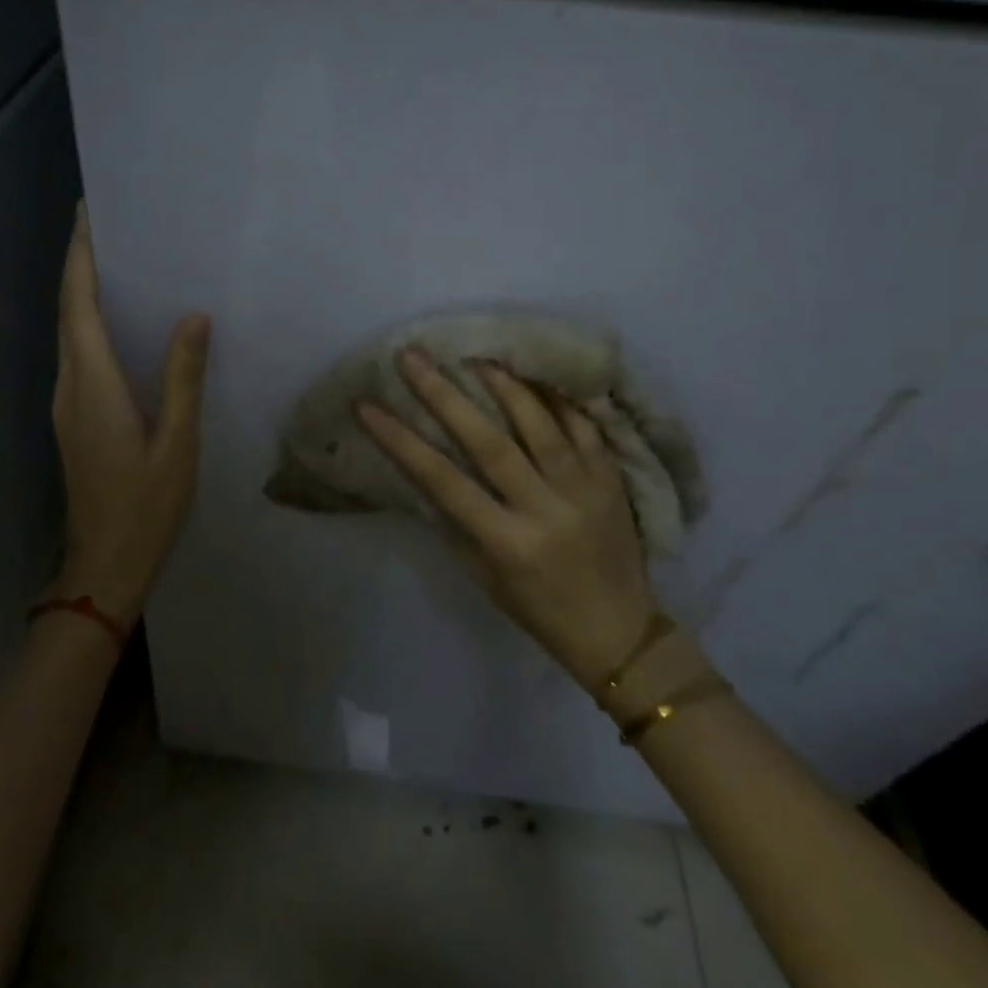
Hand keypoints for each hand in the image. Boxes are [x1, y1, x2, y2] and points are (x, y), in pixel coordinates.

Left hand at [50, 204, 211, 622]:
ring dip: (84, 295)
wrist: (104, 565)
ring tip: (119, 265)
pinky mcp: (73, 420)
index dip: (80, 257)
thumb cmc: (145, 506)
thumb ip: (182, 379)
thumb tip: (193, 318)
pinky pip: (79, 357)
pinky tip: (122, 327)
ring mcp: (67, 405)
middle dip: (81, 265)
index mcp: (94, 385)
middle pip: (68, 313)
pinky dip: (91, 327)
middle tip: (111, 227)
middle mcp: (70, 386)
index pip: (78, 306)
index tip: (88, 214)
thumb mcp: (177, 443)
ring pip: (69, 335)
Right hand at [356, 349, 657, 687]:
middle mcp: (546, 508)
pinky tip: (534, 372)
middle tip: (413, 358)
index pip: (443, 481)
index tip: (367, 407)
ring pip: (542, 424)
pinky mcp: (612, 478)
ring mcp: (584, 489)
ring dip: (504, 384)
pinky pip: (584, 426)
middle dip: (445, 395)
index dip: (401, 441)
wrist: (619, 631)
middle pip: (490, 441)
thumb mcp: (483, 575)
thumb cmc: (538, 609)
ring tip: (473, 356)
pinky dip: (557, 396)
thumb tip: (424, 468)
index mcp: (507, 542)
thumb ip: (456, 521)